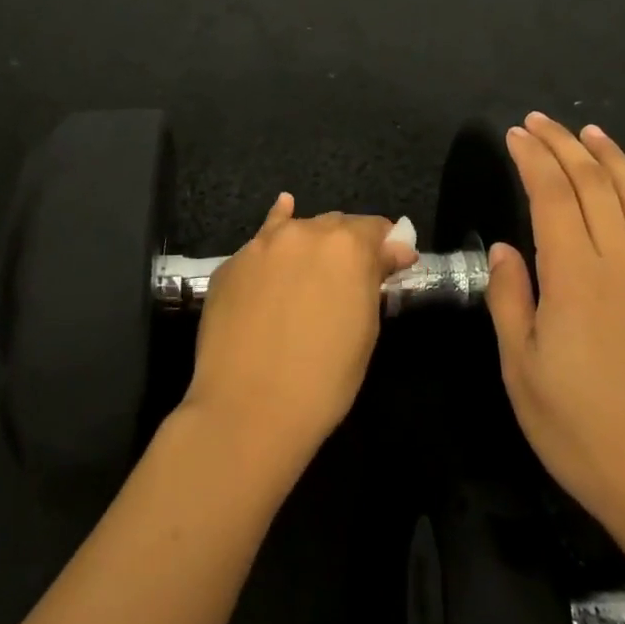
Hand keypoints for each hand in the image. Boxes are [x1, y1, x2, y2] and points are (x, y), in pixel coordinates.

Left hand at [180, 194, 417, 473]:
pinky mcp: (230, 263)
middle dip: (347, 244)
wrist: (247, 409)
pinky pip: (261, 244)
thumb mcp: (365, 330)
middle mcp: (304, 232)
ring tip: (314, 263)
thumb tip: (394, 251)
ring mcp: (261, 245)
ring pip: (296, 230)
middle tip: (350, 276)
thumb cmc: (323, 380)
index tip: (390, 264)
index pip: (376, 228)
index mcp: (347, 247)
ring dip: (310, 243)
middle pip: (335, 225)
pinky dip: (275, 237)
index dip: (386, 246)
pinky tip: (281, 215)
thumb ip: (375, 279)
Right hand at [487, 114, 624, 551]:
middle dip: (562, 146)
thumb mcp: (520, 368)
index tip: (514, 134)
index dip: (532, 159)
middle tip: (538, 121)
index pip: (552, 197)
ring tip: (587, 132)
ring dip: (609, 158)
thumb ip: (510, 298)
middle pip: (593, 186)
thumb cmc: (577, 429)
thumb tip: (505, 247)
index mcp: (576, 279)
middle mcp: (622, 264)